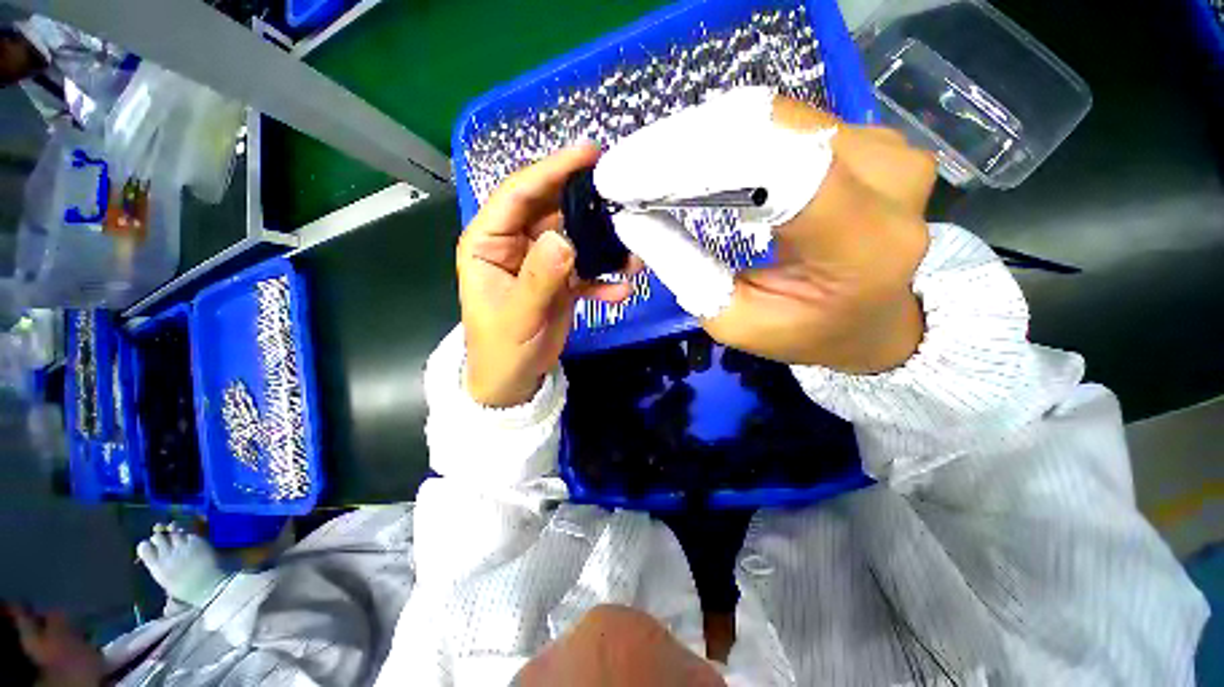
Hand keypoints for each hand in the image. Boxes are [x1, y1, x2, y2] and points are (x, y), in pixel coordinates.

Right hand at [136, 523, 227, 606]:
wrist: (210, 586)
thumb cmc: (188, 592)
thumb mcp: (168, 586)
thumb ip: (161, 572)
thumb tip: (157, 567)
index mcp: (157, 567)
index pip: (144, 548)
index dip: (147, 545)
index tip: (150, 546)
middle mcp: (168, 554)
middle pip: (159, 537)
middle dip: (161, 537)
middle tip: (165, 541)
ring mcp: (183, 546)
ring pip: (174, 532)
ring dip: (175, 532)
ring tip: (176, 535)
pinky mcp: (198, 542)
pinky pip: (190, 534)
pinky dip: (189, 535)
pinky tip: (190, 539)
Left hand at [459, 145, 636, 406]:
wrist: (514, 380)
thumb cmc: (502, 348)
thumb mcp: (518, 315)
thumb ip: (540, 277)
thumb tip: (565, 238)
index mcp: (489, 242)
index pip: (518, 193)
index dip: (552, 170)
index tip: (589, 154)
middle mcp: (515, 243)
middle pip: (552, 209)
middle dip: (585, 203)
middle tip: (621, 193)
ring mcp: (541, 261)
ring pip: (574, 238)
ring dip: (603, 244)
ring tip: (632, 250)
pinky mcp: (561, 280)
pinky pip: (585, 270)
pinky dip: (603, 278)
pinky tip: (621, 289)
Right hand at [597, 89, 934, 372]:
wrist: (875, 321)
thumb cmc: (807, 332)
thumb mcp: (736, 322)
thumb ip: (687, 271)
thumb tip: (634, 218)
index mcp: (861, 242)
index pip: (777, 170)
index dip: (694, 160)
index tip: (627, 175)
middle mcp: (887, 178)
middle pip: (770, 130)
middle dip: (686, 146)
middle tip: (629, 171)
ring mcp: (887, 148)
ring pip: (775, 118)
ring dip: (705, 139)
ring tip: (656, 167)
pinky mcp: (873, 137)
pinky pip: (788, 122)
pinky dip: (733, 137)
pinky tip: (700, 159)